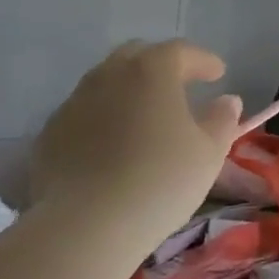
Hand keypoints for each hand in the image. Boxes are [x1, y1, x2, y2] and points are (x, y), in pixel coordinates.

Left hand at [31, 40, 242, 243]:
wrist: (86, 226)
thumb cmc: (161, 182)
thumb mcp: (209, 153)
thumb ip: (222, 120)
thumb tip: (227, 100)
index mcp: (151, 72)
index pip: (181, 51)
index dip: (203, 60)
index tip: (219, 74)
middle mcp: (108, 76)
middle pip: (137, 56)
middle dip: (161, 65)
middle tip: (181, 86)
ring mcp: (74, 103)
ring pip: (106, 82)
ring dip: (130, 90)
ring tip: (146, 116)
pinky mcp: (50, 133)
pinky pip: (85, 112)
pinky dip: (104, 116)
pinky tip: (114, 144)